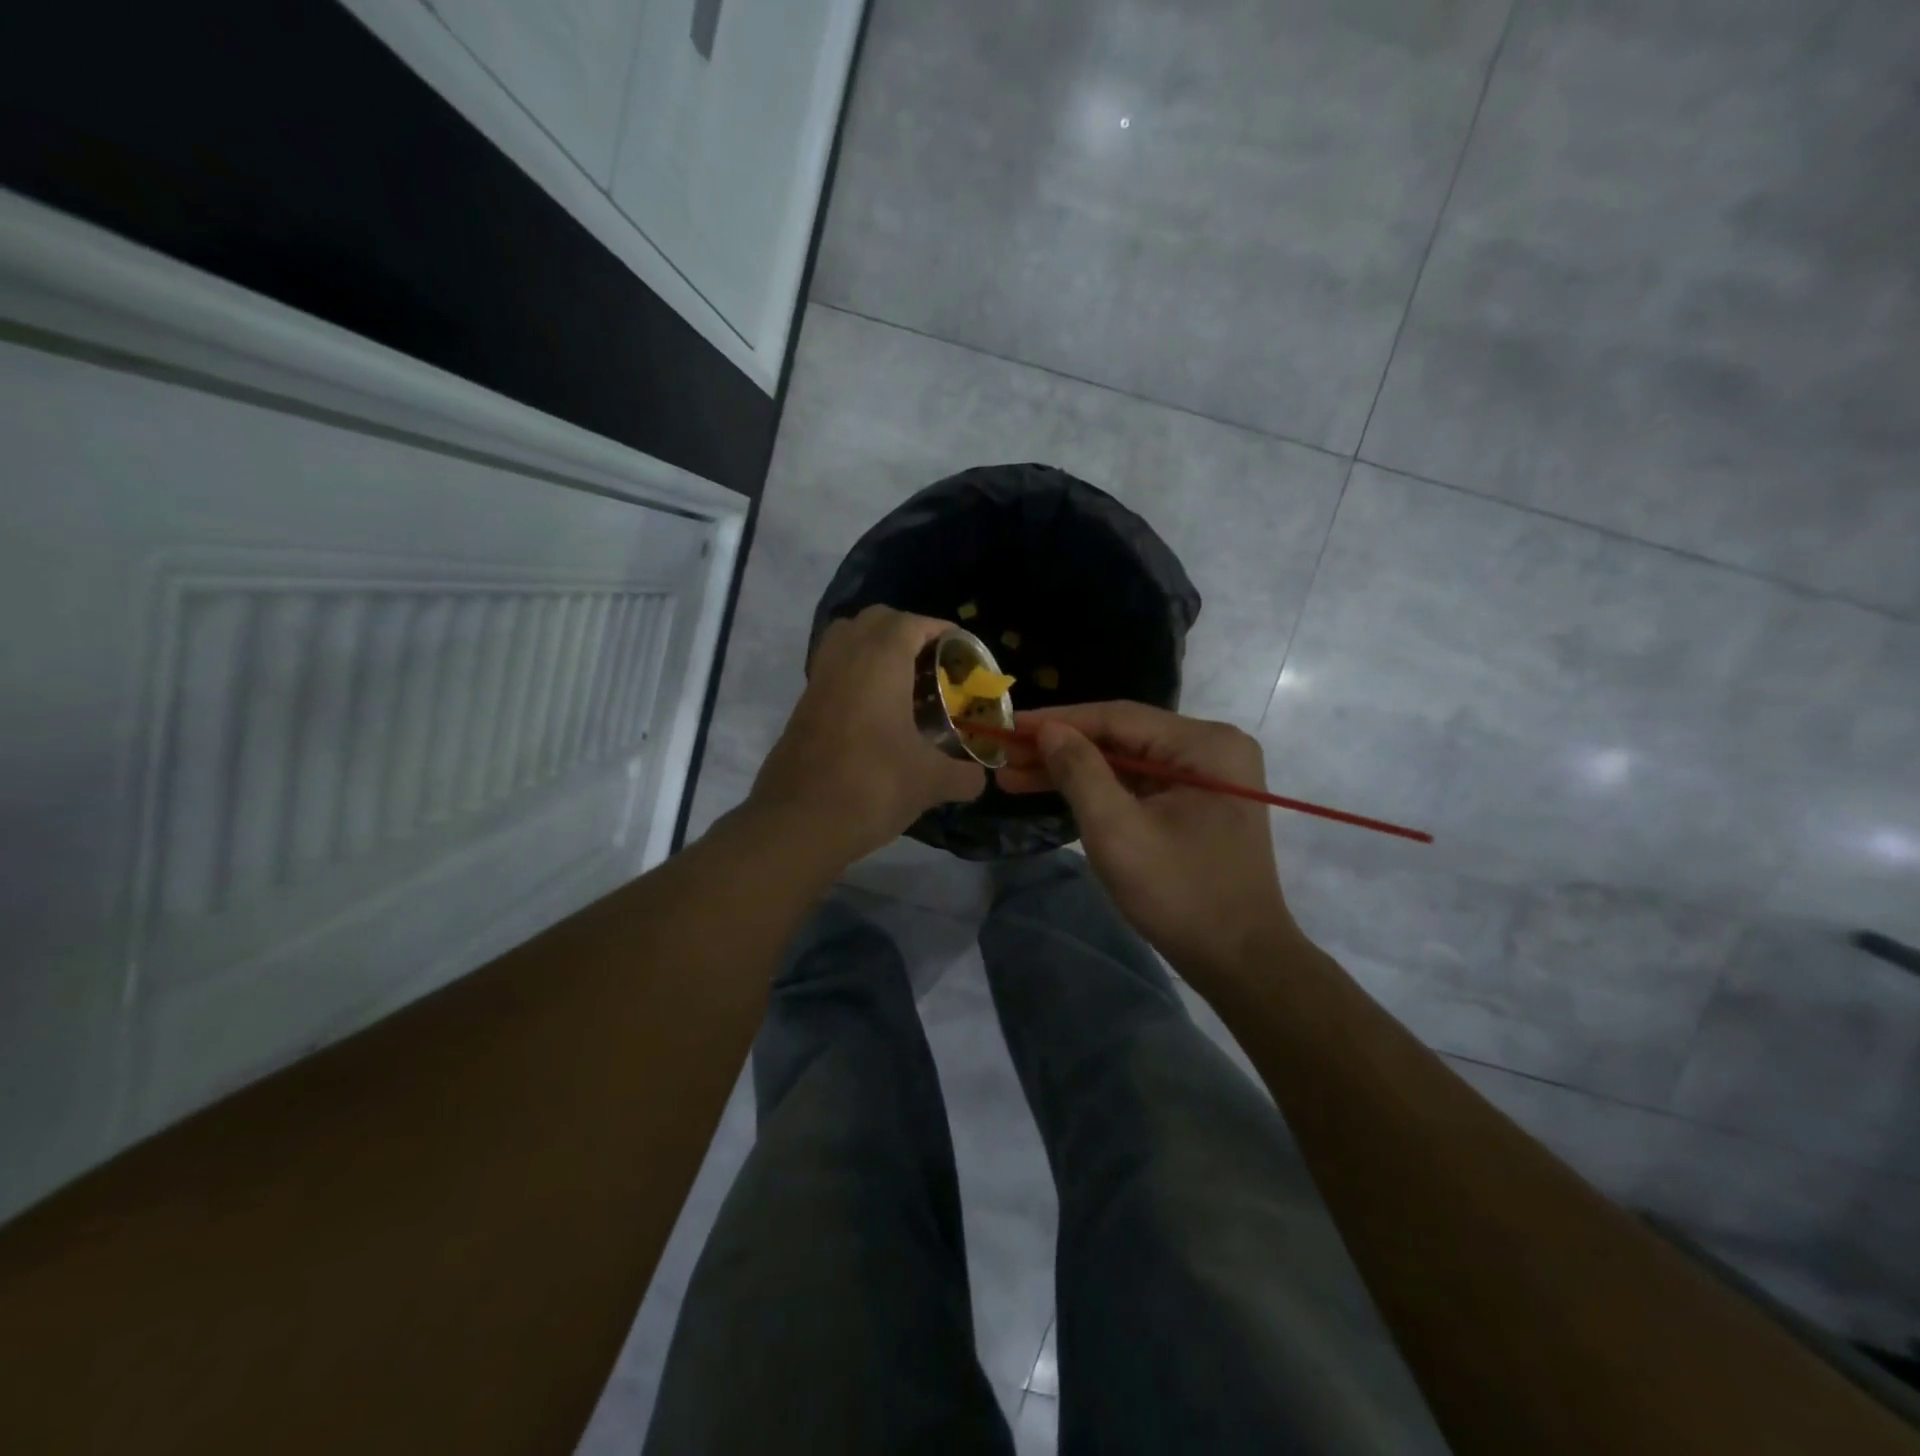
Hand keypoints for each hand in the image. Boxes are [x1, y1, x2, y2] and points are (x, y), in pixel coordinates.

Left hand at [749, 607, 985, 863]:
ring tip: (904, 681)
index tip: (961, 647)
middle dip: (906, 631)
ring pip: (845, 640)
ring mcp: (818, 682)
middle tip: (933, 662)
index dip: (939, 629)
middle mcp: (845, 659)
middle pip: (875, 621)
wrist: (798, 823)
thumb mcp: (930, 782)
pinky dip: (856, 675)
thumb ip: (964, 776)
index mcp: (879, 662)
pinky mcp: (802, 707)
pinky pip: (832, 671)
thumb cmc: (872, 786)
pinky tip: (877, 712)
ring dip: (875, 648)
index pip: (911, 623)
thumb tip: (980, 781)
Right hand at [997, 701, 1296, 981]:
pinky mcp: (1196, 803)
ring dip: (1071, 770)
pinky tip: (1053, 790)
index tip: (1007, 724)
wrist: (1239, 960)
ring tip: (1013, 775)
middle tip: (1003, 755)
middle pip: (1121, 737)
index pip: (1117, 717)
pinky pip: (1138, 784)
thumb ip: (1080, 771)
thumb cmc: (1180, 893)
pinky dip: (1097, 790)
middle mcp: (1211, 749)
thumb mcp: (1118, 830)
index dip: (1057, 721)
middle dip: (1059, 749)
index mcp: (1205, 745)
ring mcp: (1206, 777)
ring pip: (1125, 761)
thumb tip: (1047, 730)